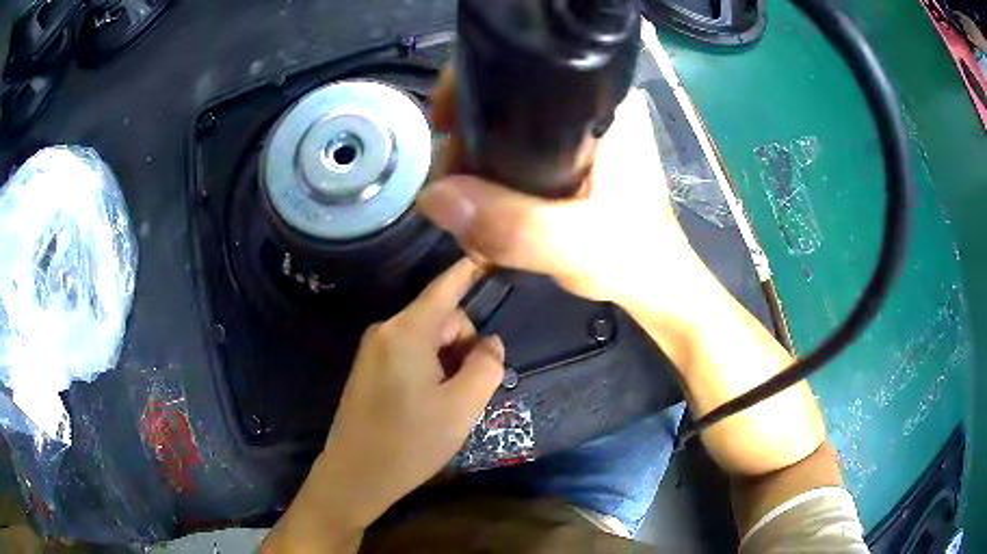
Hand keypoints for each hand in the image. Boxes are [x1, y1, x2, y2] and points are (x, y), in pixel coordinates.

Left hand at [320, 259, 503, 526]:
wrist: (355, 476)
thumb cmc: (410, 442)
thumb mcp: (462, 406)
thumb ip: (486, 366)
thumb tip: (490, 342)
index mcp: (407, 332)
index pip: (446, 288)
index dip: (470, 271)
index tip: (490, 255)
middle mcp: (386, 330)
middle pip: (442, 319)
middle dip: (463, 345)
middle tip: (470, 391)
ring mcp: (373, 349)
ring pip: (427, 339)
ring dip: (448, 362)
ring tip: (449, 403)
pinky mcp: (369, 368)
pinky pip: (410, 353)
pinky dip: (430, 369)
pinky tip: (430, 403)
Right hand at [418, 67, 693, 305]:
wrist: (653, 280)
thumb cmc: (632, 256)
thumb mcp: (573, 245)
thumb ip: (511, 224)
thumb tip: (432, 195)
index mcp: (604, 105)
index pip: (523, 74)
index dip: (472, 92)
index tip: (442, 128)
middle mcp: (592, 105)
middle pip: (507, 102)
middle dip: (469, 141)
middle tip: (454, 190)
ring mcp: (581, 129)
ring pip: (508, 129)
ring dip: (478, 164)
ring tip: (469, 208)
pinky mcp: (572, 153)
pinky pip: (517, 150)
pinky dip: (495, 173)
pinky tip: (486, 203)